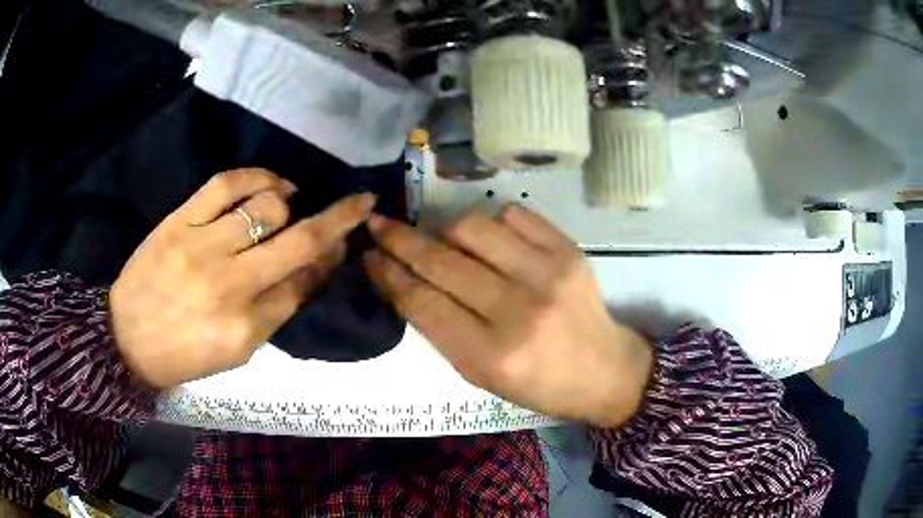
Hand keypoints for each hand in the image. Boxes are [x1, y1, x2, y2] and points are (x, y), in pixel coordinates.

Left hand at [111, 169, 375, 388]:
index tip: (346, 241)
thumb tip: (310, 269)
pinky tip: (271, 183)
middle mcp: (230, 287)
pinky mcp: (179, 222)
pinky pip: (227, 184)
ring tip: (290, 200)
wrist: (125, 339)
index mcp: (246, 330)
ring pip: (268, 208)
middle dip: (340, 219)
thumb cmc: (183, 354)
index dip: (331, 259)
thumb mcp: (235, 352)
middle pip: (299, 244)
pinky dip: (258, 176)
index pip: (304, 285)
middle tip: (360, 202)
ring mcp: (202, 249)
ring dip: (289, 202)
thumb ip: (274, 313)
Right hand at [365, 205, 652, 428]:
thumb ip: (440, 329)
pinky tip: (491, 239)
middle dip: (400, 240)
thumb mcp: (479, 374)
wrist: (604, 370)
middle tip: (379, 225)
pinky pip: (513, 215)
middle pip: (441, 262)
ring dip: (445, 229)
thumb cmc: (537, 383)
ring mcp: (547, 274)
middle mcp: (518, 311)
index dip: (388, 274)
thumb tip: (403, 279)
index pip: (422, 303)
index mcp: (490, 356)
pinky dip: (491, 222)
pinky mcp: (568, 251)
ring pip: (472, 227)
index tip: (368, 255)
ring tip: (444, 241)